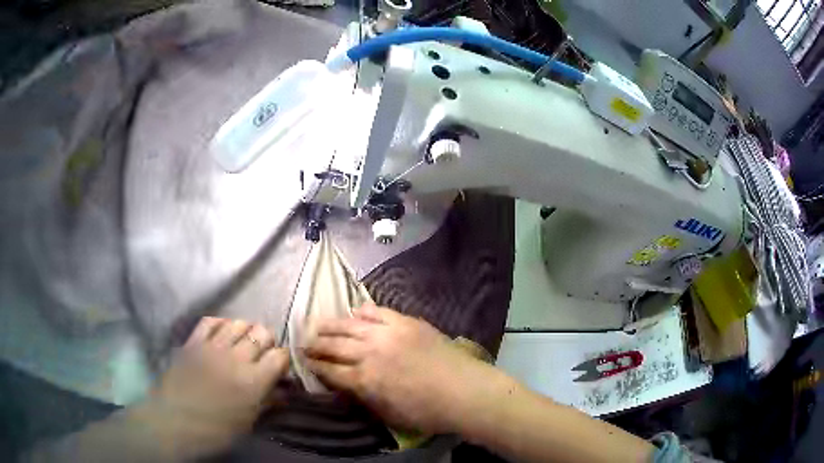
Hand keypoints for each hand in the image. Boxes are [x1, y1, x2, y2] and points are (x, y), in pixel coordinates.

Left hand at [141, 317, 288, 457]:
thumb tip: (283, 391)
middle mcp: (236, 358)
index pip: (280, 355)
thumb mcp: (247, 423)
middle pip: (261, 333)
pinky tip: (223, 332)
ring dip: (246, 331)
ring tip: (244, 342)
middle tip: (263, 354)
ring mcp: (212, 347)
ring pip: (238, 323)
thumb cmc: (215, 430)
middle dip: (267, 342)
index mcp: (253, 382)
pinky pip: (211, 322)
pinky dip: (221, 324)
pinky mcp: (193, 342)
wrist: (174, 423)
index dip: (284, 359)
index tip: (281, 367)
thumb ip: (267, 402)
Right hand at [305, 305, 497, 434]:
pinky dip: (362, 311)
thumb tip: (348, 386)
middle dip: (315, 344)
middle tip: (304, 342)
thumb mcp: (388, 414)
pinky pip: (377, 311)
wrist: (463, 391)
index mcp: (364, 380)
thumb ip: (364, 398)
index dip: (314, 365)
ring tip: (318, 325)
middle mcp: (369, 353)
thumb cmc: (427, 412)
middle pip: (334, 345)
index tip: (304, 360)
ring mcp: (387, 333)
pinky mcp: (405, 322)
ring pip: (349, 325)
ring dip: (331, 325)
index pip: (330, 370)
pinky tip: (354, 311)